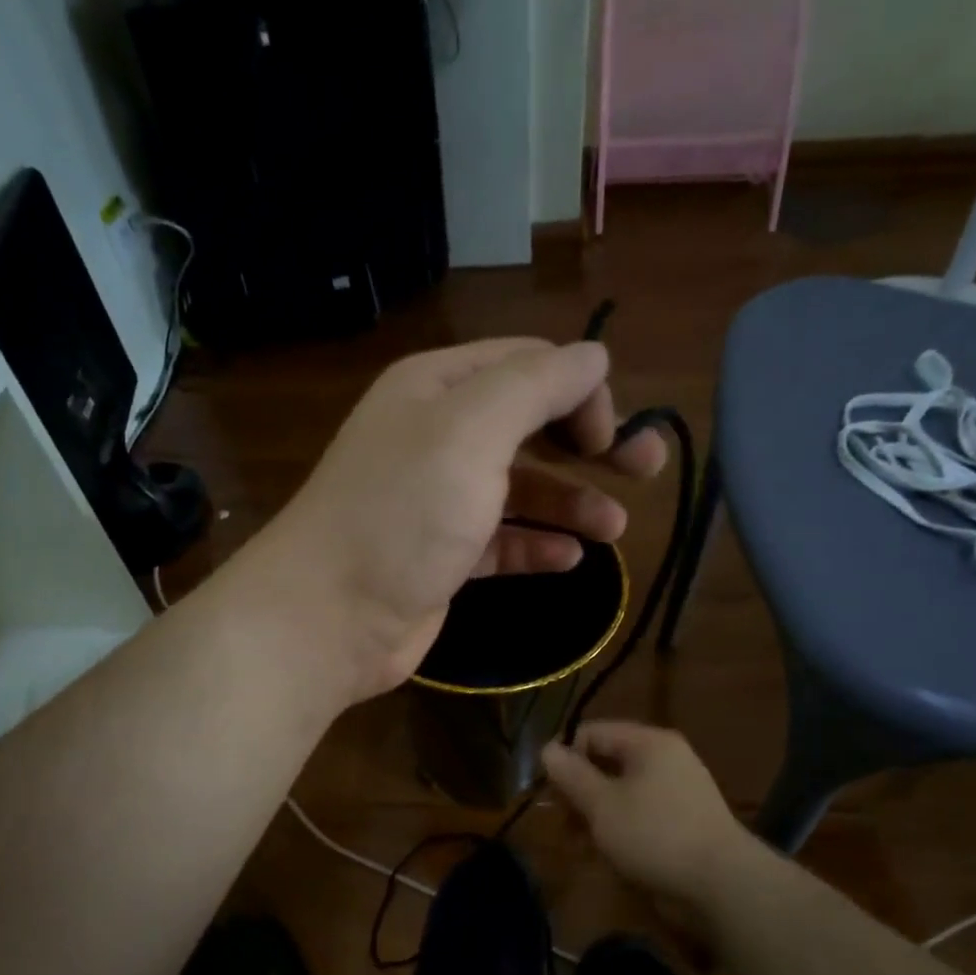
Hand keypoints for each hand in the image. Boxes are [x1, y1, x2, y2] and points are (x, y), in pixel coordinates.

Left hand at [271, 339, 665, 699]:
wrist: (329, 616)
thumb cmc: (401, 514)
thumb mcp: (471, 431)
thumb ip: (537, 386)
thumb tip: (594, 358)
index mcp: (438, 389)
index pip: (526, 365)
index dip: (578, 390)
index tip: (611, 436)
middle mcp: (437, 437)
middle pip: (530, 426)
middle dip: (589, 445)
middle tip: (646, 471)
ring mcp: (438, 501)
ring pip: (519, 488)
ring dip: (570, 502)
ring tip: (614, 529)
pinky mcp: (442, 556)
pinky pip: (501, 540)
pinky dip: (535, 544)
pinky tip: (569, 559)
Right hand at [542, 722, 756, 910]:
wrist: (721, 885)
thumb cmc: (654, 835)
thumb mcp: (602, 804)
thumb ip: (571, 775)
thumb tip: (547, 748)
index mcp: (649, 743)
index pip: (593, 732)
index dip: (565, 755)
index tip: (546, 789)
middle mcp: (665, 759)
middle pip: (607, 762)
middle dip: (579, 791)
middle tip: (561, 822)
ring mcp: (677, 791)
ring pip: (621, 792)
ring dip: (595, 815)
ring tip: (579, 845)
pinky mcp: (682, 821)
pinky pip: (639, 814)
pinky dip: (619, 828)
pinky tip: (605, 855)